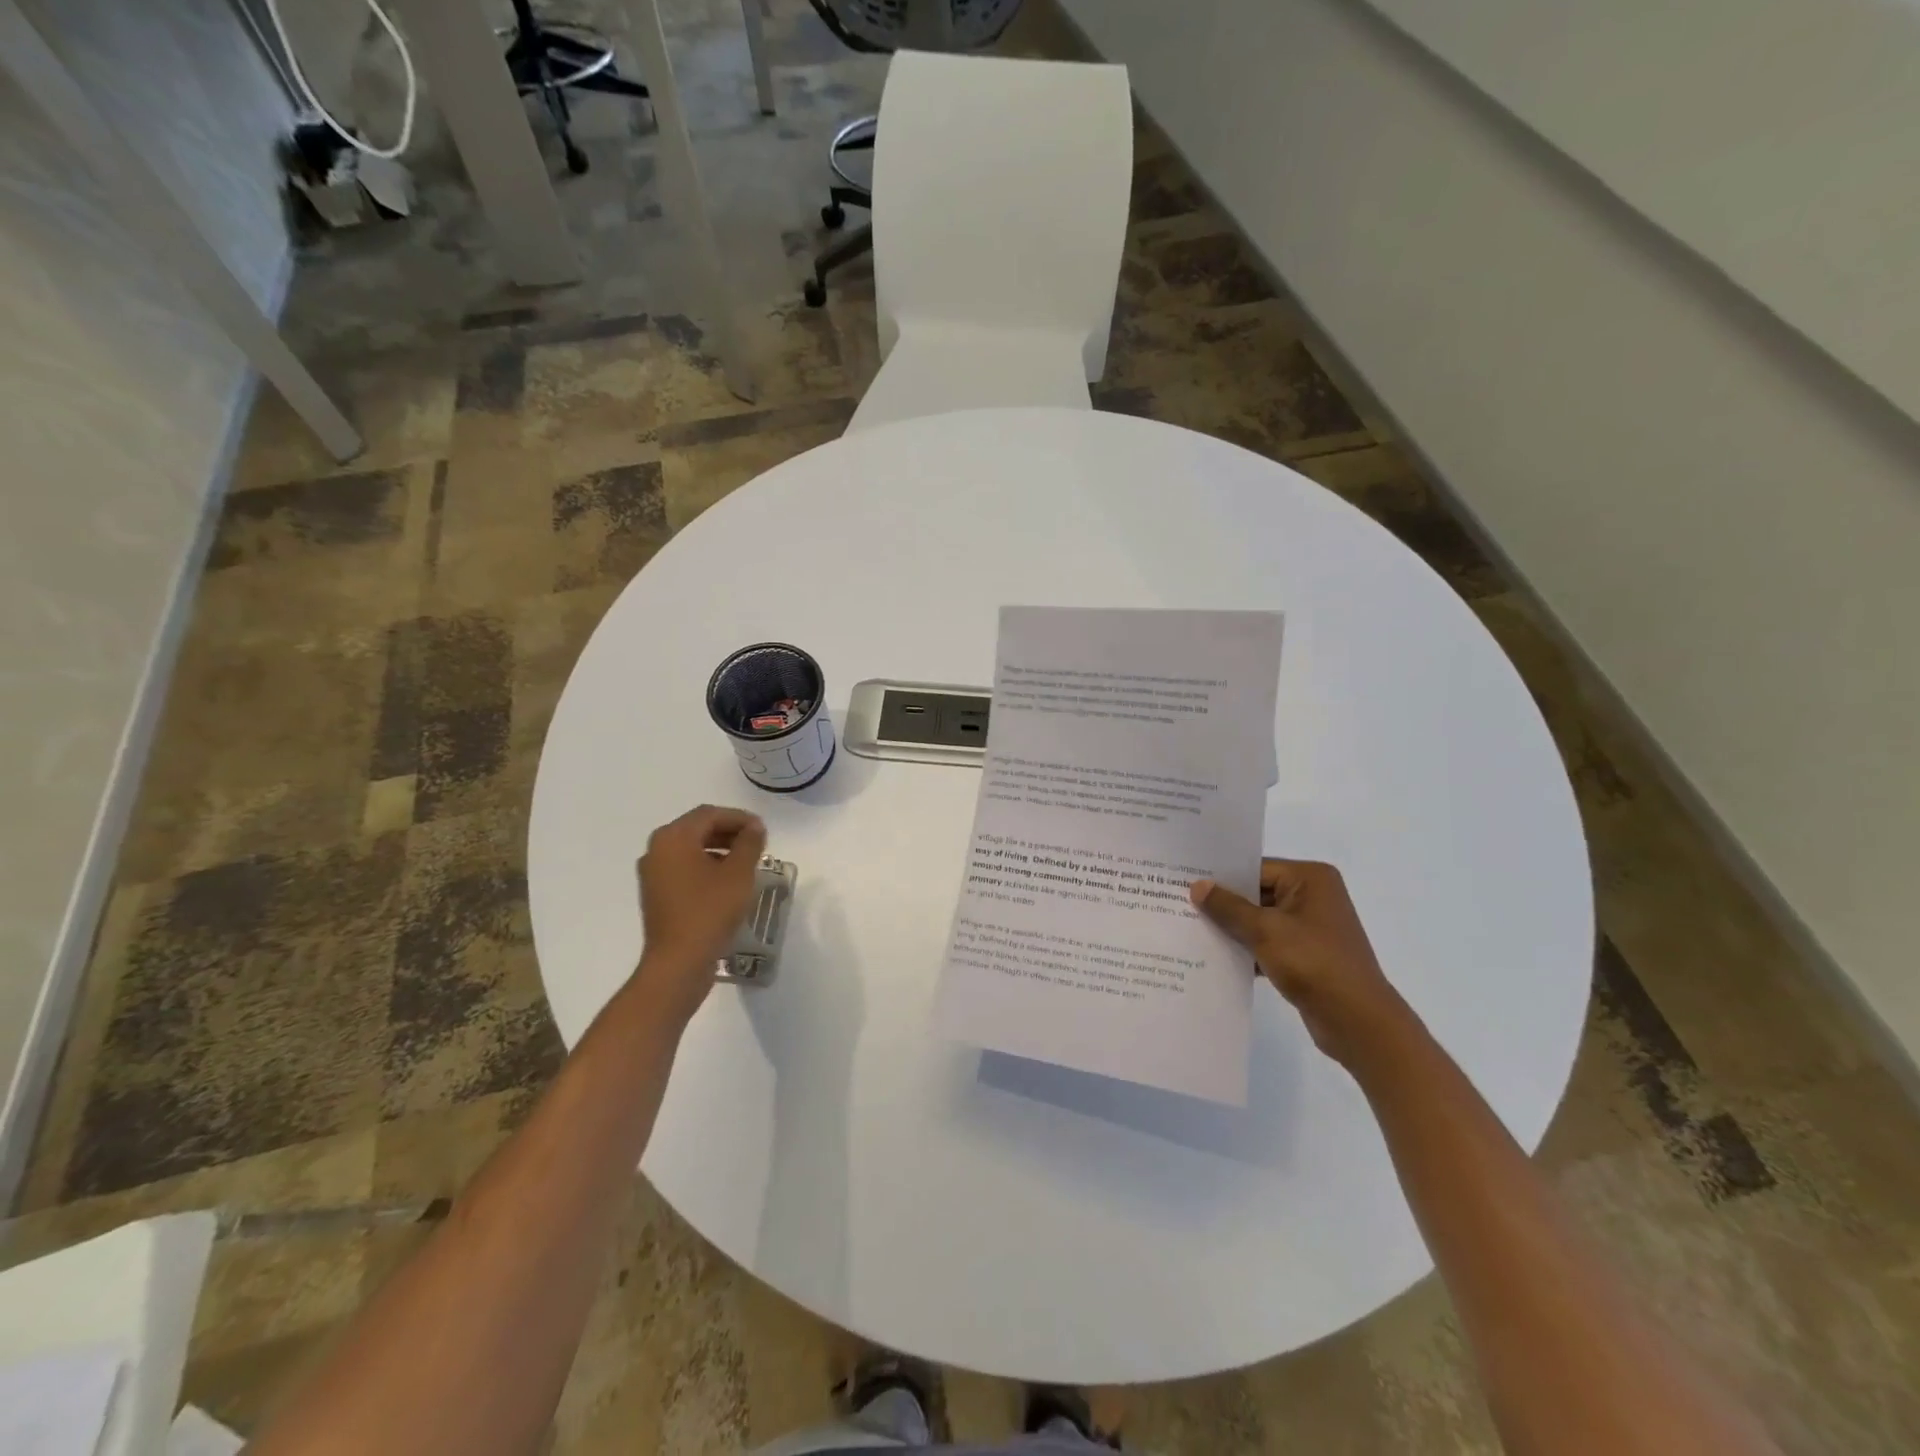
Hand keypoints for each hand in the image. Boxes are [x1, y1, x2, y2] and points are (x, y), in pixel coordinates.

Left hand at [631, 805, 766, 1025]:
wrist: (678, 962)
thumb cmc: (710, 911)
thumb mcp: (738, 873)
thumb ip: (749, 843)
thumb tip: (754, 827)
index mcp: (673, 838)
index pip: (709, 814)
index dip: (739, 818)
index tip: (763, 830)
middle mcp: (657, 850)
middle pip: (697, 829)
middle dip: (729, 832)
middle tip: (757, 844)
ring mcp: (653, 874)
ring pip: (690, 850)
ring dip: (719, 850)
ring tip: (746, 863)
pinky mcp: (656, 895)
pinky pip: (684, 869)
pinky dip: (706, 867)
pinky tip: (727, 883)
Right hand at [1190, 860, 1414, 1069]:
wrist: (1358, 1022)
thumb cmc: (1314, 963)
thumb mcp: (1265, 931)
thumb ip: (1228, 907)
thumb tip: (1197, 886)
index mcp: (1311, 879)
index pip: (1256, 868)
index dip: (1222, 877)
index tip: (1185, 880)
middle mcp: (1314, 896)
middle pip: (1257, 893)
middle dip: (1224, 903)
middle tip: (1181, 903)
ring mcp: (1312, 927)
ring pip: (1261, 919)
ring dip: (1234, 928)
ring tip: (1192, 929)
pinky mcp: (1307, 954)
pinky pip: (1269, 942)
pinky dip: (1248, 949)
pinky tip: (1217, 956)